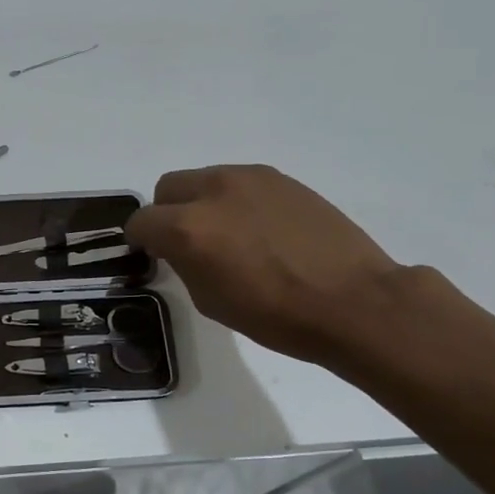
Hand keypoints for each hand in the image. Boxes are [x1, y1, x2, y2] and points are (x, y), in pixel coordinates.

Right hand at [124, 164, 401, 362]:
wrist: (354, 302)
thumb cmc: (277, 315)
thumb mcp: (210, 300)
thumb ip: (184, 263)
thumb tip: (180, 248)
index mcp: (188, 228)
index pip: (141, 222)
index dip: (141, 241)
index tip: (153, 254)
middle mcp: (213, 191)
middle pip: (167, 188)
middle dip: (167, 213)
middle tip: (188, 242)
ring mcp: (249, 178)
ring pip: (204, 179)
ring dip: (202, 202)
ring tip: (229, 234)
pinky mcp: (280, 177)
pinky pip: (239, 182)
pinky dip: (235, 200)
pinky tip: (260, 229)